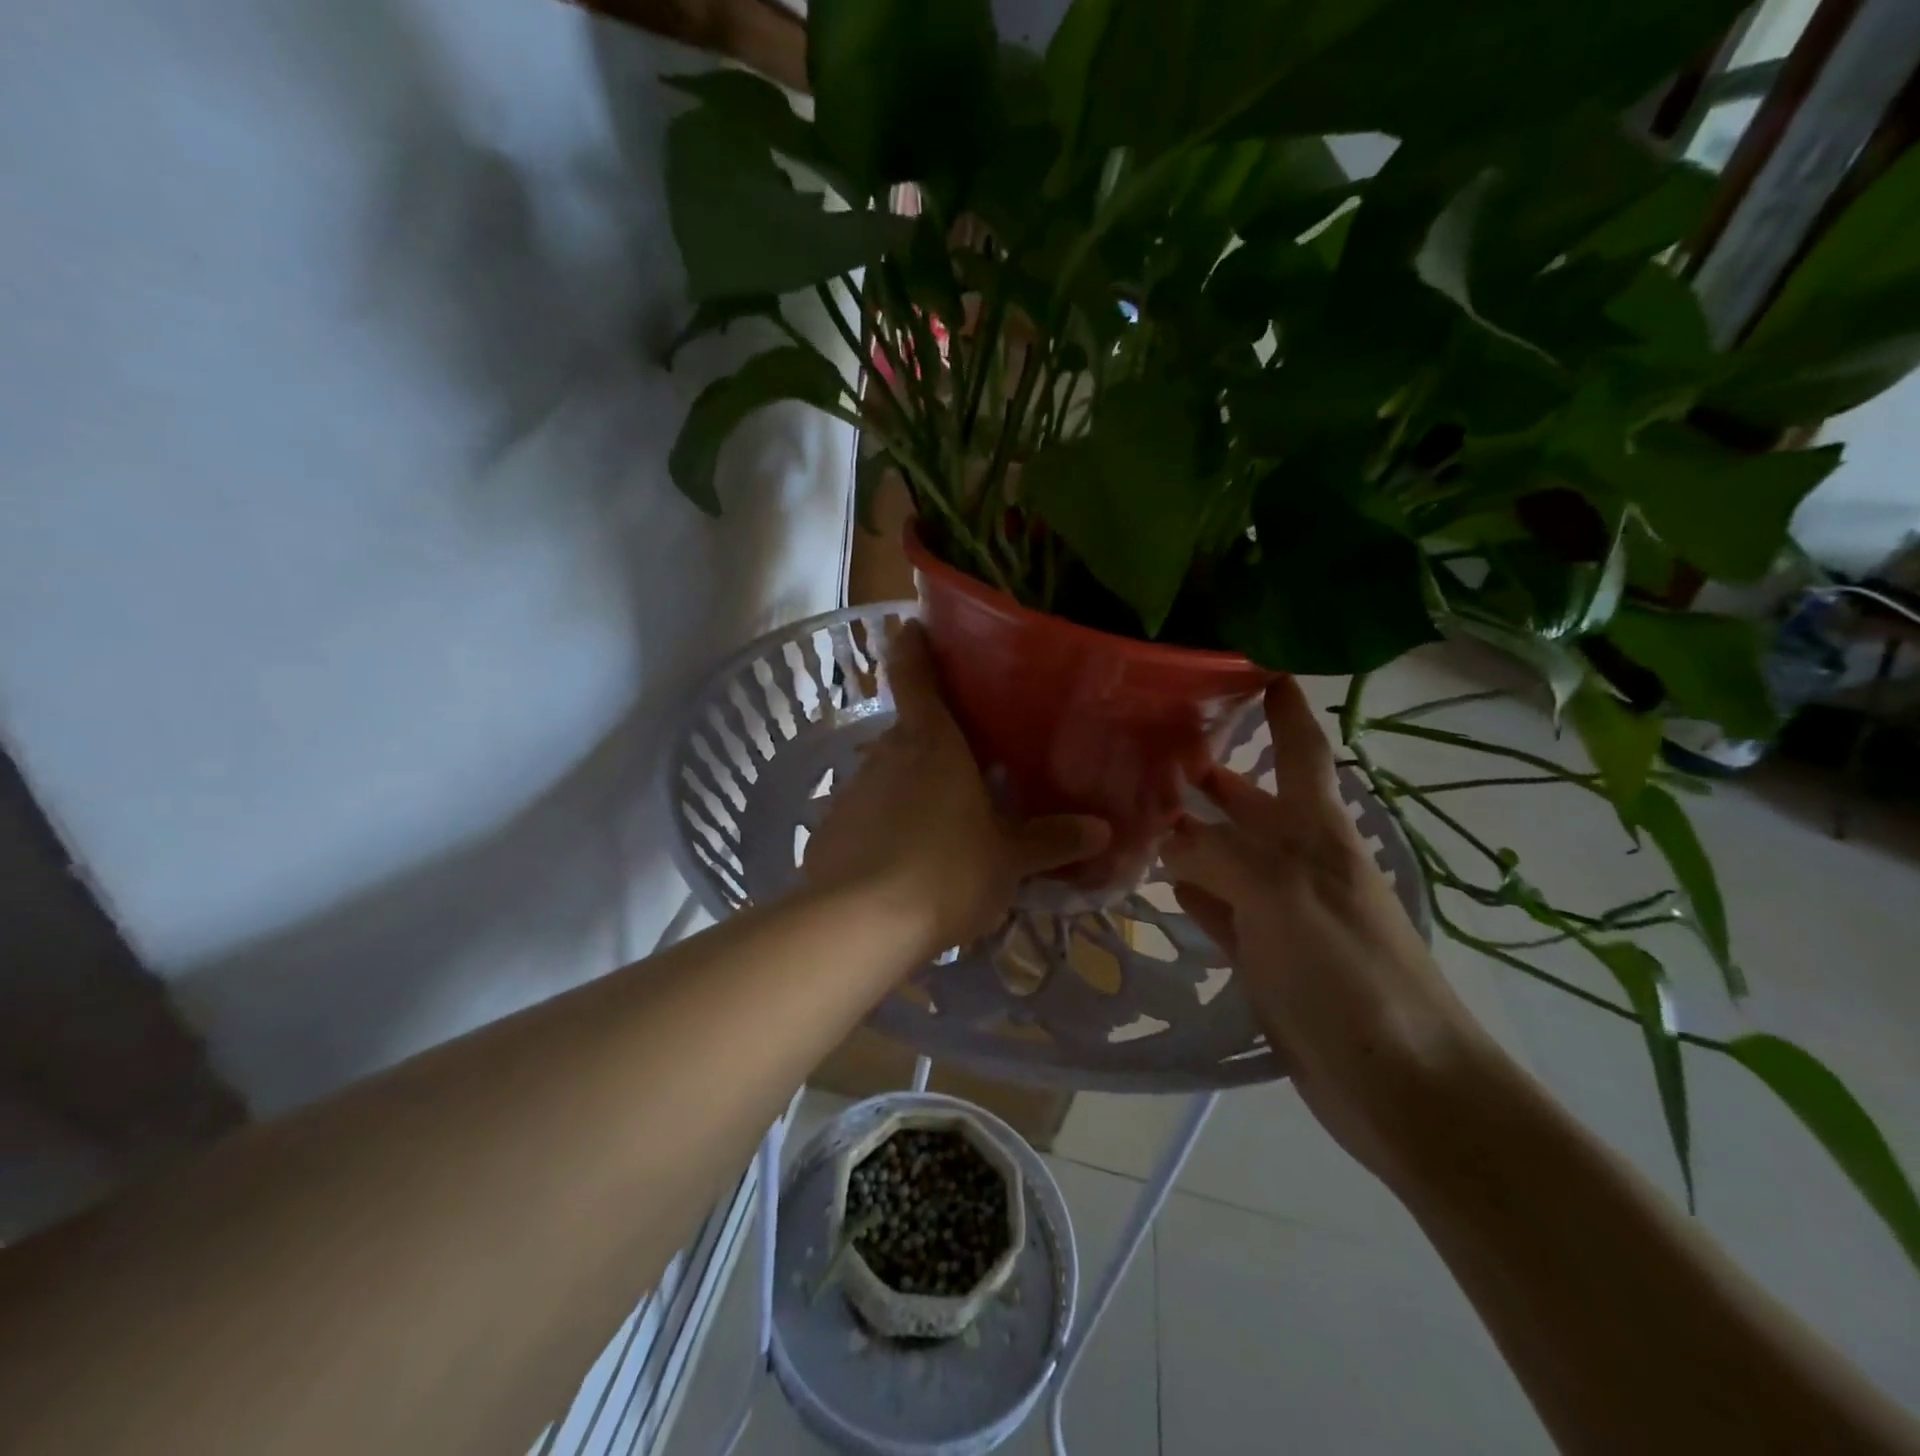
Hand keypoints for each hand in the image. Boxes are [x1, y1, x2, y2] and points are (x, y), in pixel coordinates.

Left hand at [804, 622, 1109, 957]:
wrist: (860, 925)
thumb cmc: (947, 871)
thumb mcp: (1008, 859)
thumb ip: (1051, 840)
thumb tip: (1102, 830)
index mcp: (931, 741)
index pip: (913, 673)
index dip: (913, 646)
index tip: (914, 628)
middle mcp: (886, 753)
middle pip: (908, 729)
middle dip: (934, 738)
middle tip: (969, 758)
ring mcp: (853, 791)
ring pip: (888, 774)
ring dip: (913, 787)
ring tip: (944, 819)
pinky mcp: (831, 830)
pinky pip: (868, 815)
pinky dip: (887, 826)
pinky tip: (906, 861)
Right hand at [1162, 677, 1498, 1182]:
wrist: (1399, 1082)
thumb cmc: (1349, 970)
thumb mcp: (1279, 894)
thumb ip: (1214, 854)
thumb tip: (1160, 834)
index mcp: (1318, 831)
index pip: (1301, 749)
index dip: (1284, 707)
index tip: (1255, 666)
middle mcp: (1298, 859)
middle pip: (1250, 800)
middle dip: (1213, 768)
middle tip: (1153, 739)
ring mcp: (1278, 908)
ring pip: (1223, 853)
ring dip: (1190, 828)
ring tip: (1136, 801)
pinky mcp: (1262, 954)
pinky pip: (1213, 905)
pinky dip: (1186, 887)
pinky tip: (1155, 875)